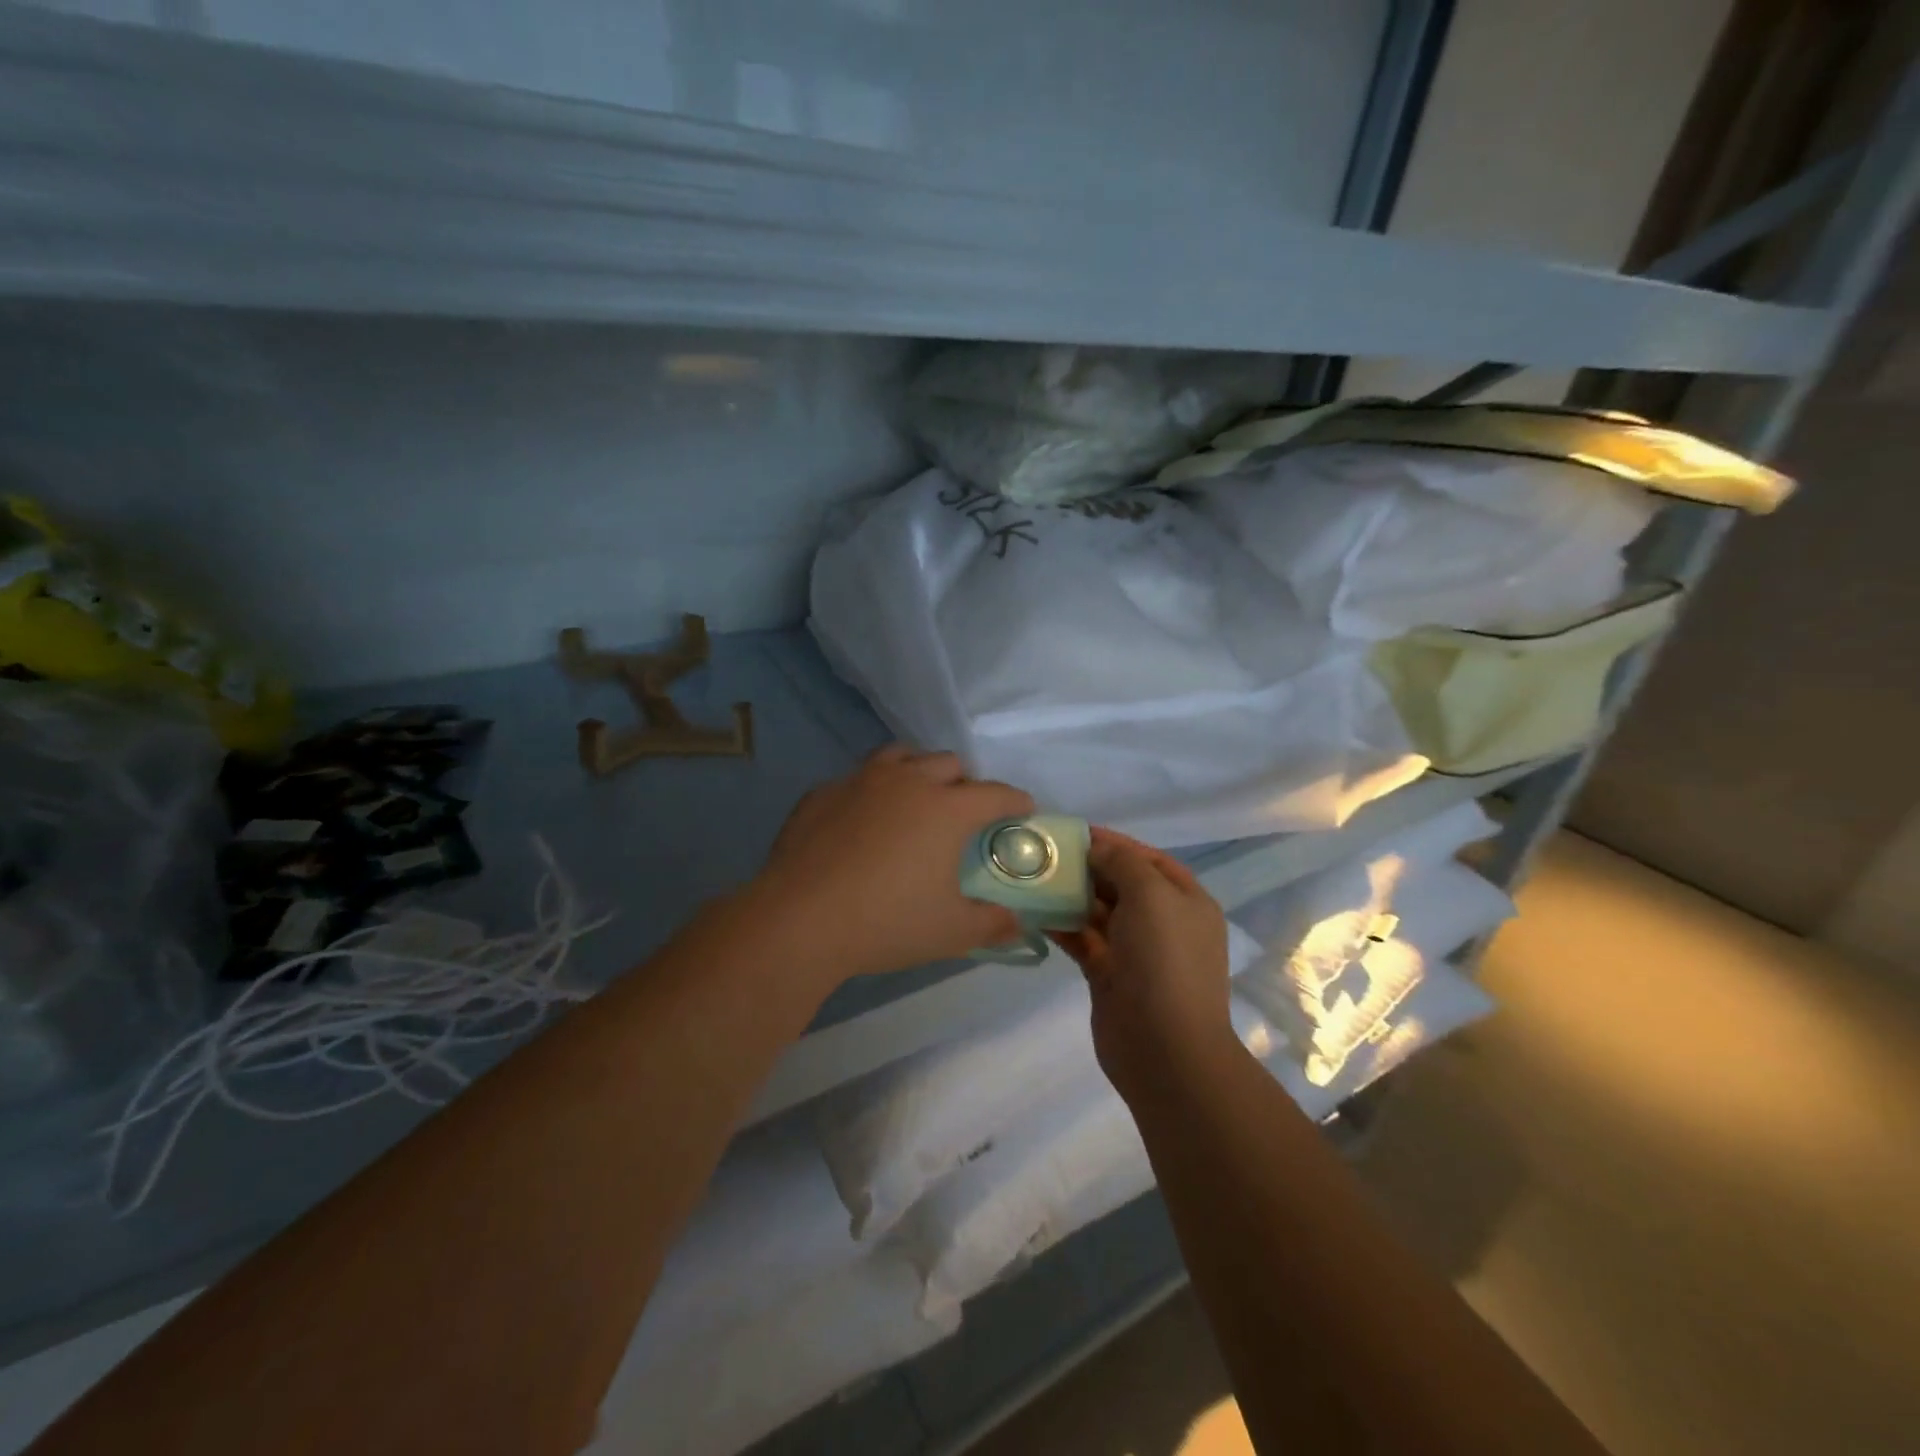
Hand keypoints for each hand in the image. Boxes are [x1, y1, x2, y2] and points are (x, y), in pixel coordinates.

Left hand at [753, 745, 1034, 983]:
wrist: (800, 919)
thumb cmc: (887, 922)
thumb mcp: (950, 931)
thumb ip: (991, 925)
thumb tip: (1018, 925)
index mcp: (946, 809)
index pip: (994, 794)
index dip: (1014, 800)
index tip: (1023, 808)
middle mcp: (907, 782)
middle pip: (948, 763)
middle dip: (965, 782)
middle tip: (964, 811)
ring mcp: (860, 781)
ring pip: (900, 756)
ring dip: (918, 771)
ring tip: (916, 798)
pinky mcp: (821, 793)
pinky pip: (857, 779)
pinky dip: (871, 792)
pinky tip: (862, 821)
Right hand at [1051, 827, 1237, 1101]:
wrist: (1164, 1049)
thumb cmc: (1164, 961)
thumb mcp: (1152, 896)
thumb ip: (1123, 863)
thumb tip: (1098, 848)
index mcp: (1186, 901)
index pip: (1149, 859)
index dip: (1115, 843)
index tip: (1075, 833)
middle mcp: (1164, 923)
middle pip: (1122, 884)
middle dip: (1087, 868)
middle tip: (1044, 855)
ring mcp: (1136, 951)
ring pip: (1099, 912)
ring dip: (1070, 895)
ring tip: (1032, 878)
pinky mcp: (1109, 975)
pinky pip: (1083, 939)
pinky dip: (1062, 925)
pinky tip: (1033, 912)